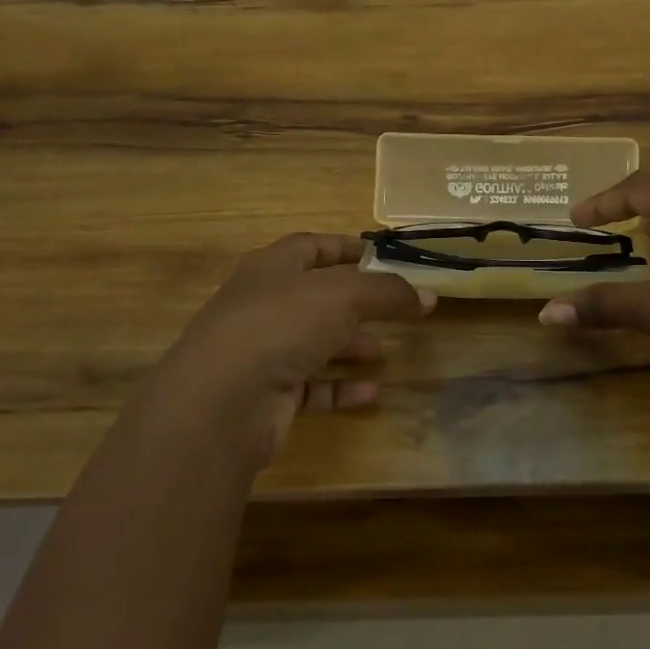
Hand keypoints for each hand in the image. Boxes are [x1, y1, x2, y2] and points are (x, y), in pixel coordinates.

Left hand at [147, 233, 431, 468]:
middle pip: (315, 298)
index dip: (346, 248)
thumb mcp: (344, 295)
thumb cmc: (281, 325)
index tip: (383, 256)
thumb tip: (428, 297)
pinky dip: (340, 388)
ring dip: (348, 346)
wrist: (221, 402)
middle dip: (356, 304)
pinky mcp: (265, 396)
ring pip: (312, 343)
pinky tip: (371, 393)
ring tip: (383, 352)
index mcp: (271, 268)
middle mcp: (262, 306)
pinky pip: (309, 387)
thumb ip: (388, 292)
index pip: (311, 246)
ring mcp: (260, 352)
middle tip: (393, 310)